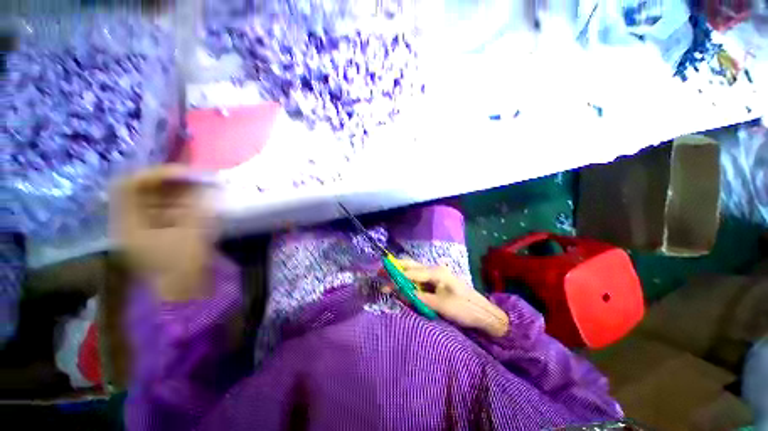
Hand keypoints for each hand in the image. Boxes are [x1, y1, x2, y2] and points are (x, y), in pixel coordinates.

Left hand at [111, 165, 215, 301]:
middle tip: (198, 180)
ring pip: (156, 201)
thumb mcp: (192, 233)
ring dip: (179, 193)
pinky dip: (183, 204)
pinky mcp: (158, 235)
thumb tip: (203, 184)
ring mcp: (143, 230)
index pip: (130, 186)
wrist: (186, 295)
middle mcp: (130, 224)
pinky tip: (200, 203)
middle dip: (171, 183)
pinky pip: (166, 211)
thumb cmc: (185, 266)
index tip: (186, 173)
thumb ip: (196, 205)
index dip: (156, 174)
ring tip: (203, 190)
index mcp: (128, 225)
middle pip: (144, 192)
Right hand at [385, 259, 508, 336]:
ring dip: (401, 273)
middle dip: (396, 267)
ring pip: (414, 270)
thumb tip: (399, 293)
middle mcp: (434, 269)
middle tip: (380, 270)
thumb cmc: (463, 308)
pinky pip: (419, 278)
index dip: (396, 277)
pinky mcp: (437, 282)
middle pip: (411, 265)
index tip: (383, 281)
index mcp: (436, 272)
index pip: (411, 272)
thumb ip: (418, 297)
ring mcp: (436, 275)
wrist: (484, 313)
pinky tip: (402, 283)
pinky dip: (409, 280)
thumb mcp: (440, 305)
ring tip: (387, 276)